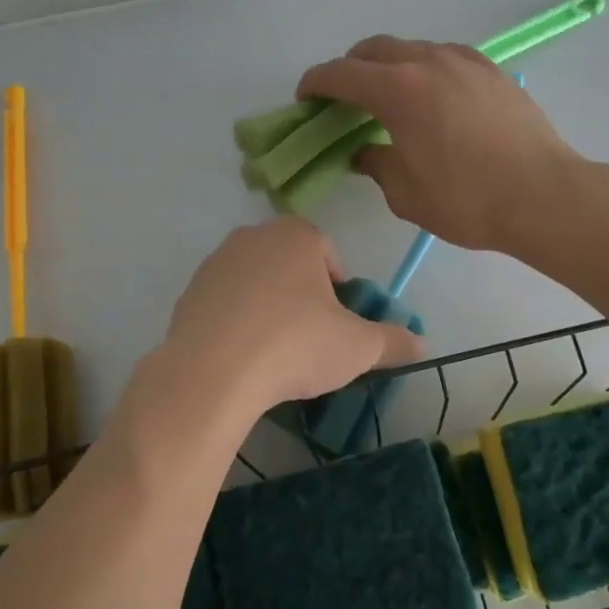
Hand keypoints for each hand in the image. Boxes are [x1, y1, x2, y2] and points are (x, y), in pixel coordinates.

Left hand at [164, 219, 424, 409]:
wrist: (213, 372)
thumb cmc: (295, 344)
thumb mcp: (357, 347)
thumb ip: (393, 341)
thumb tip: (421, 344)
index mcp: (295, 235)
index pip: (328, 252)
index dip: (339, 287)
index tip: (339, 321)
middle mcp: (252, 237)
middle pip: (289, 264)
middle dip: (303, 295)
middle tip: (312, 337)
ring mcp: (215, 264)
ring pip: (255, 282)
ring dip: (268, 308)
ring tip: (275, 351)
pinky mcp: (188, 294)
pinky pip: (224, 304)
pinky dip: (237, 323)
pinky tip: (243, 357)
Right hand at [299, 37, 581, 250]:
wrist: (544, 195)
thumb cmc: (467, 200)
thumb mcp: (405, 193)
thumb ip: (375, 164)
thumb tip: (363, 153)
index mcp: (399, 90)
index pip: (341, 73)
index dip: (315, 82)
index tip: (305, 99)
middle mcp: (428, 62)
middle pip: (373, 49)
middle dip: (349, 69)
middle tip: (343, 100)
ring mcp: (464, 61)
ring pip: (411, 48)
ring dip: (388, 66)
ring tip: (389, 98)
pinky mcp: (491, 70)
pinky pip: (444, 56)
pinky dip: (424, 68)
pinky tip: (432, 97)